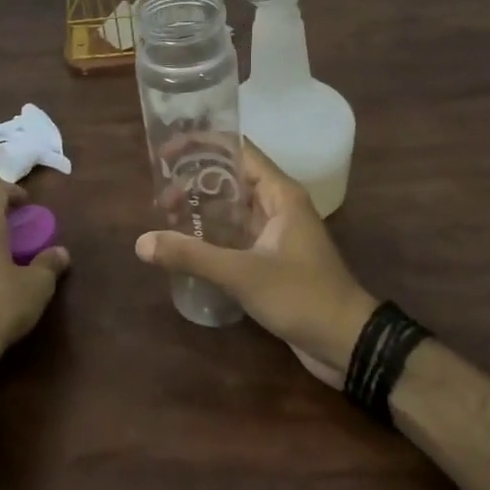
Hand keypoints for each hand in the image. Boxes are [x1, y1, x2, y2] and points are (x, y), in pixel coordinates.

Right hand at [136, 142, 376, 385]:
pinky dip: (211, 235)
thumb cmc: (302, 296)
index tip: (168, 154)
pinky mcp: (271, 259)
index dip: (202, 145)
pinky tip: (186, 246)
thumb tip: (141, 242)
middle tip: (160, 197)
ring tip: (165, 218)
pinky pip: (235, 235)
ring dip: (201, 210)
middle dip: (195, 182)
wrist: (347, 343)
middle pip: (231, 178)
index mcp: (280, 193)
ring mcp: (275, 233)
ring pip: (232, 209)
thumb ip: (192, 255)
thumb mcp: (243, 274)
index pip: (238, 150)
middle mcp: (278, 205)